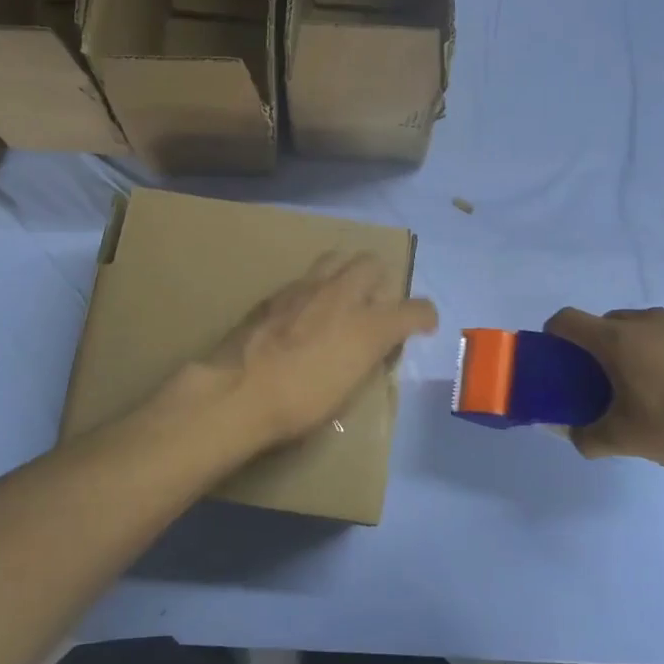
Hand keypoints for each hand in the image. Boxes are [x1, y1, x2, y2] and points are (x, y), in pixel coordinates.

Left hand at [191, 253, 438, 451]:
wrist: (238, 392)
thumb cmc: (299, 405)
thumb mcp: (347, 390)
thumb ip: (366, 358)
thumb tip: (373, 346)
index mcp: (369, 326)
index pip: (414, 309)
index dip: (424, 316)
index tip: (423, 325)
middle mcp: (342, 296)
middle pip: (372, 263)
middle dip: (381, 280)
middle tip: (374, 305)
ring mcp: (306, 288)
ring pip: (338, 258)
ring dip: (346, 273)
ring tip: (340, 297)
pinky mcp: (276, 292)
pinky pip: (306, 278)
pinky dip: (315, 288)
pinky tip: (304, 311)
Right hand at [543, 307, 663, 472]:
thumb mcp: (623, 440)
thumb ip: (584, 436)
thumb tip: (564, 431)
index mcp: (618, 340)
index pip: (568, 320)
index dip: (554, 334)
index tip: (558, 357)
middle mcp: (650, 321)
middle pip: (609, 322)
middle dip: (600, 345)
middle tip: (607, 380)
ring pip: (648, 326)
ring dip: (640, 346)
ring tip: (654, 384)